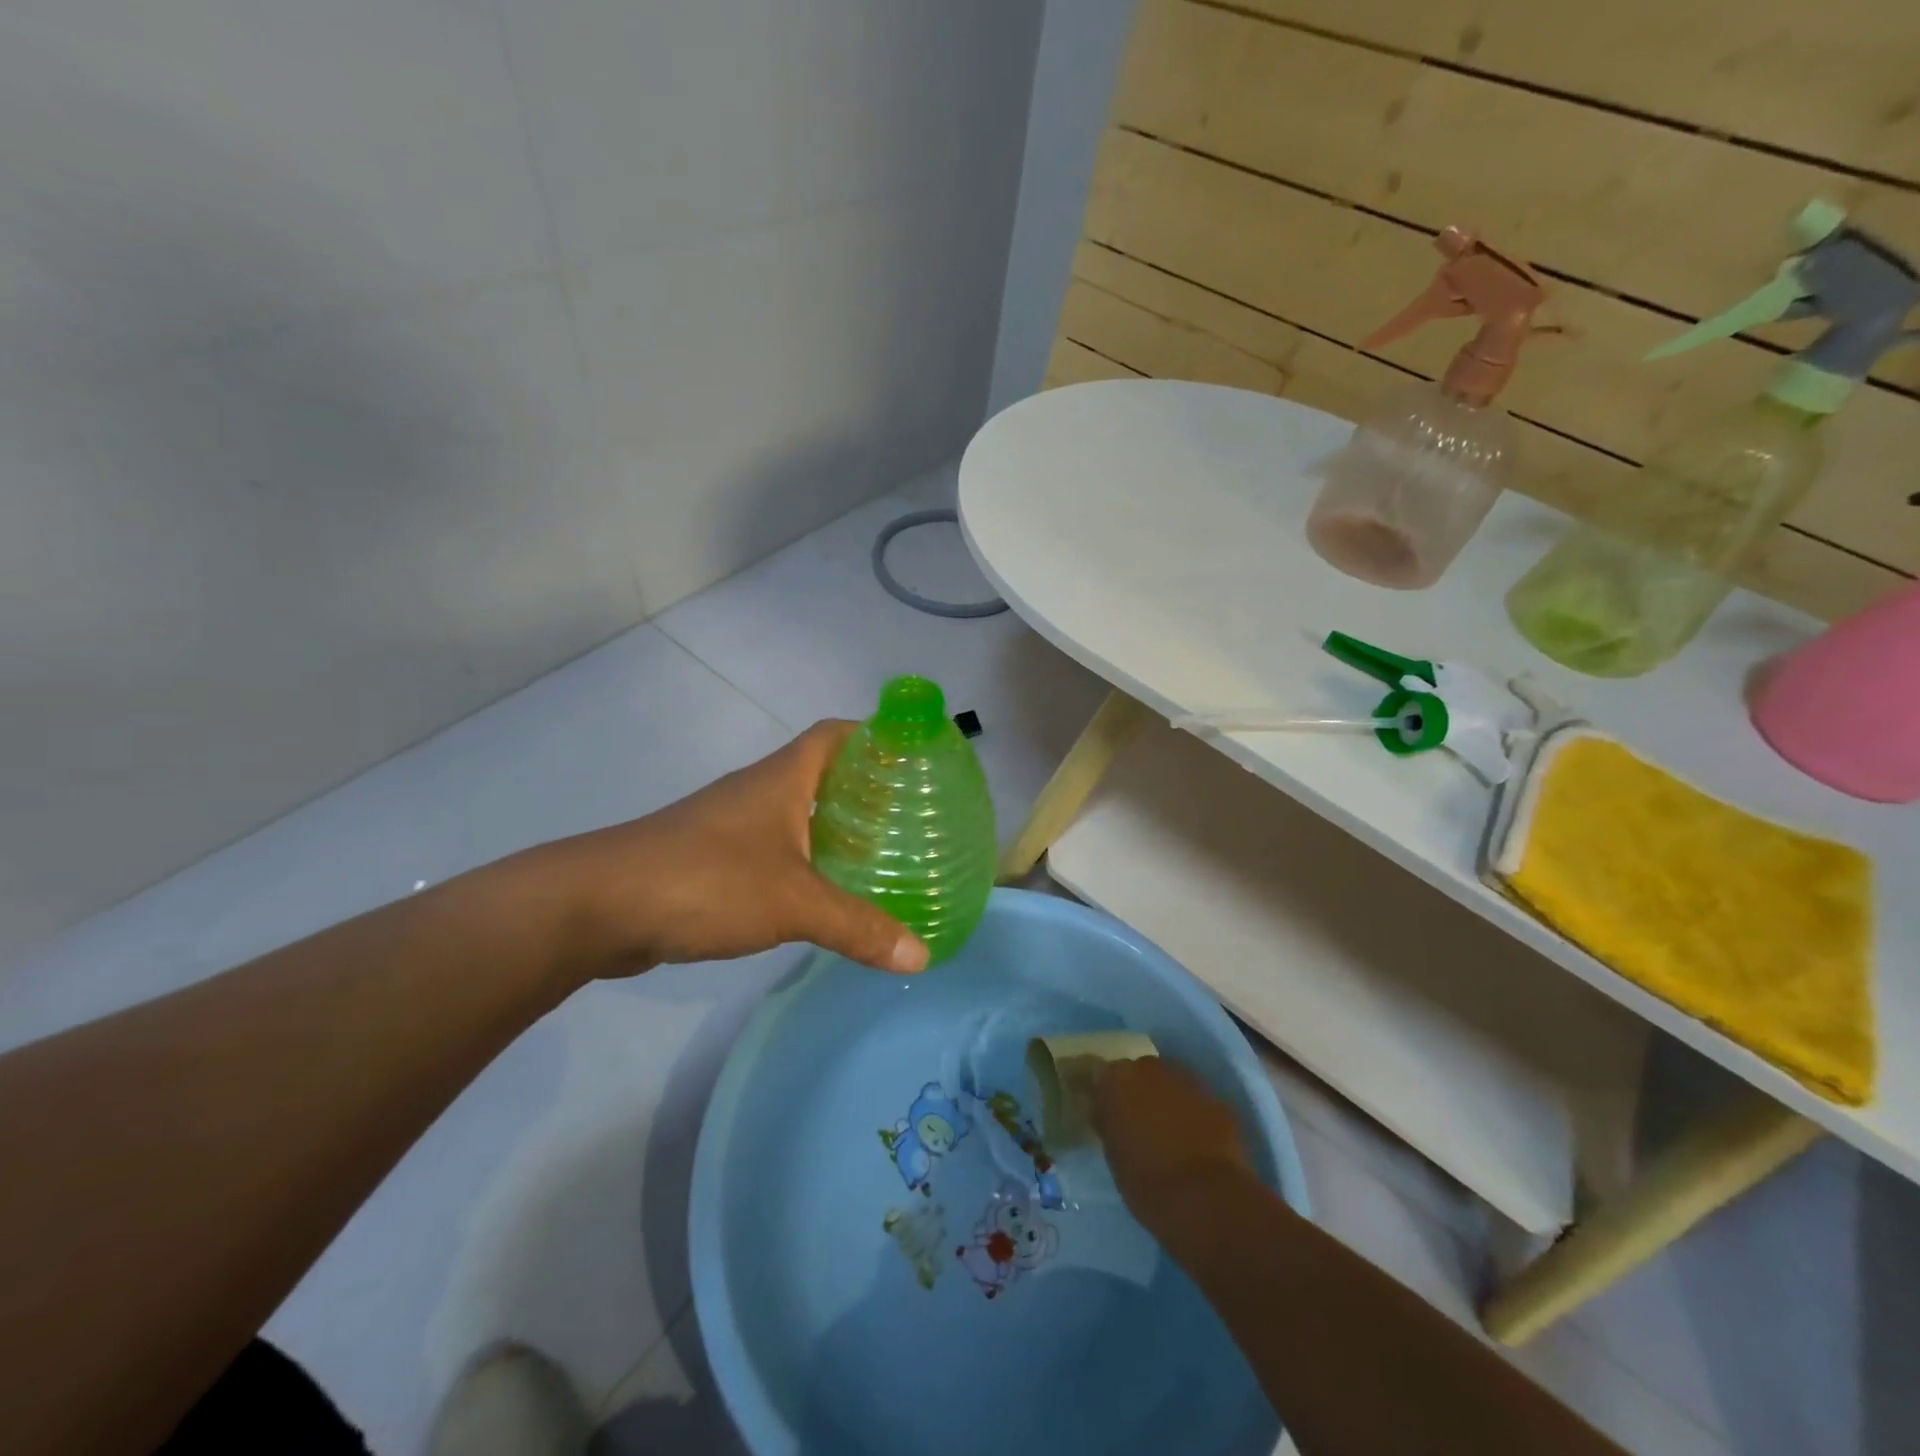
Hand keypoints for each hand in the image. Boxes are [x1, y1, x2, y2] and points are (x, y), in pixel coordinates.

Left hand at [513, 721, 929, 982]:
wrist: (599, 907)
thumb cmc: (706, 881)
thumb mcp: (794, 903)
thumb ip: (858, 927)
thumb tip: (921, 956)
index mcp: (782, 779)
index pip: (836, 734)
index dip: (875, 736)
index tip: (915, 759)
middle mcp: (758, 792)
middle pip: (822, 774)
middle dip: (866, 790)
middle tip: (912, 818)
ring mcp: (731, 826)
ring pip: (797, 815)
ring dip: (835, 829)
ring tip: (881, 855)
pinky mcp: (713, 860)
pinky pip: (774, 850)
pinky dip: (804, 862)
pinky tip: (823, 893)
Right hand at [1094, 1057, 1251, 1230]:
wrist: (1205, 1199)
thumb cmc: (1146, 1181)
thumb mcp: (1113, 1154)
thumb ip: (1110, 1124)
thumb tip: (1109, 1115)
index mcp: (1118, 1078)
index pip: (1105, 1077)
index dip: (1109, 1096)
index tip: (1110, 1116)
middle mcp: (1151, 1069)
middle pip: (1142, 1073)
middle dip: (1141, 1093)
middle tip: (1141, 1124)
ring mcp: (1188, 1081)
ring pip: (1172, 1085)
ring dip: (1169, 1101)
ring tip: (1172, 1134)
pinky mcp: (1217, 1100)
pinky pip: (1198, 1103)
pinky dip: (1196, 1116)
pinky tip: (1198, 1143)